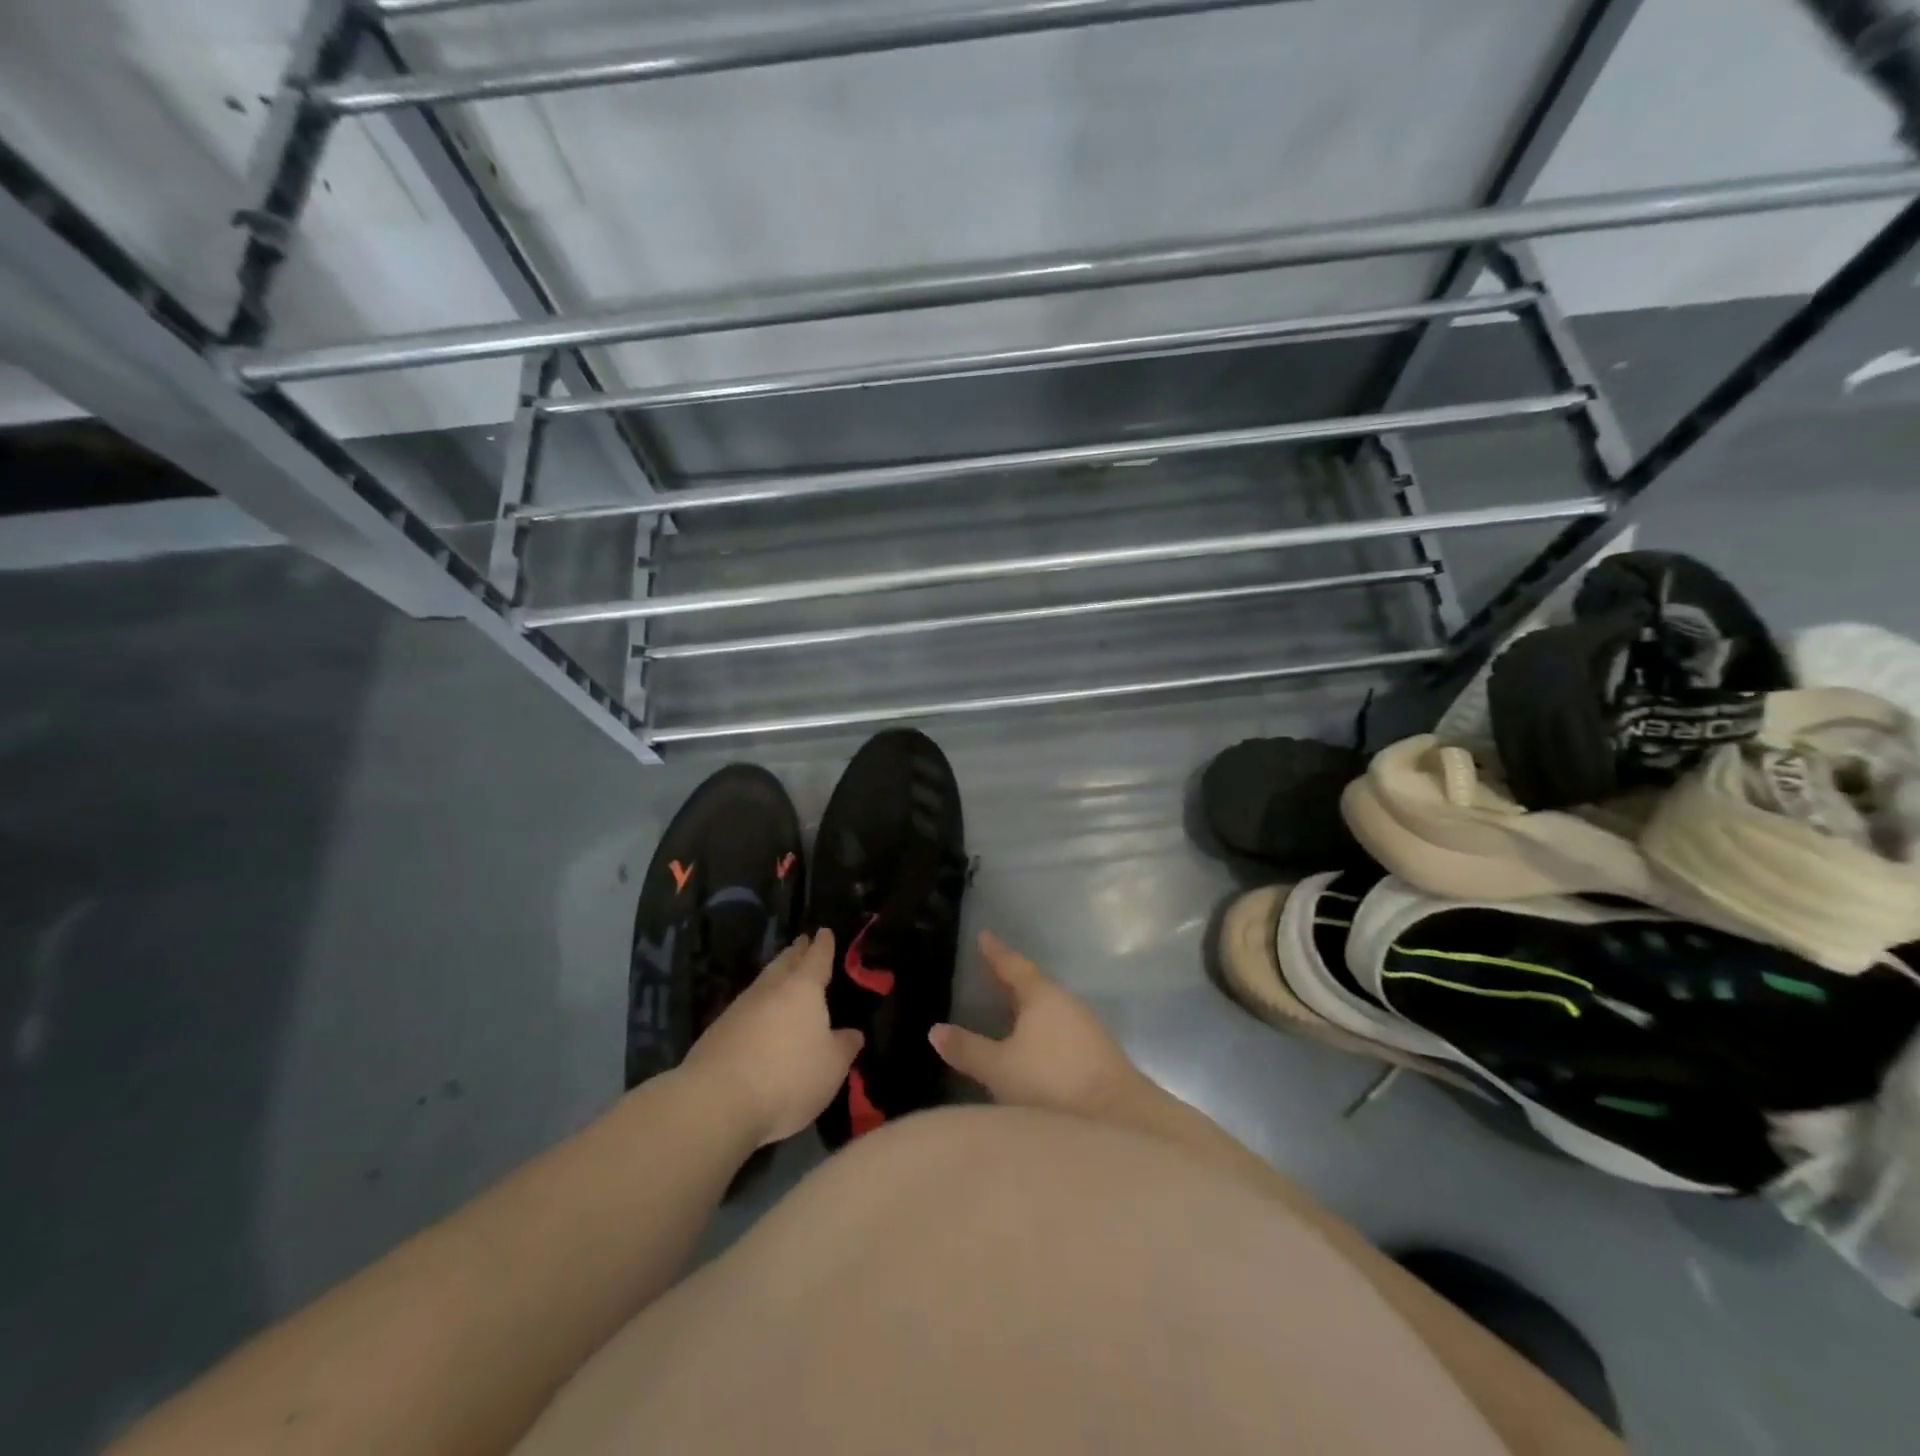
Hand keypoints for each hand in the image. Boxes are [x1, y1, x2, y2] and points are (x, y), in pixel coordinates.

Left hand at [681, 930, 862, 1146]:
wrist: (717, 1100)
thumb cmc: (788, 1076)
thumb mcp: (831, 1067)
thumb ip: (845, 1046)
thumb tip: (853, 1033)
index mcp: (803, 988)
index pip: (816, 958)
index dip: (823, 945)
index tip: (824, 931)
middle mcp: (771, 989)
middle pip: (785, 962)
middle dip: (796, 952)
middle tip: (802, 942)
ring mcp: (740, 1008)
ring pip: (763, 982)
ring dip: (774, 975)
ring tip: (782, 974)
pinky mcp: (717, 1031)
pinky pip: (745, 1007)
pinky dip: (758, 1004)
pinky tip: (758, 1015)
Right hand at [928, 931, 1145, 1119]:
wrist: (1119, 1118)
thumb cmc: (1052, 1083)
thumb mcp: (1000, 1068)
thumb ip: (967, 1049)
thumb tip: (934, 1030)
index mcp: (1042, 996)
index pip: (1013, 966)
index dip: (995, 952)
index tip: (983, 935)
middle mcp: (1065, 1003)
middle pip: (1033, 985)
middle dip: (1010, 980)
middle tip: (988, 971)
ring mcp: (1085, 1028)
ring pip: (1048, 1009)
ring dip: (1027, 1007)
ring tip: (1006, 1009)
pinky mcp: (1095, 1055)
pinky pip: (1059, 1029)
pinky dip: (1040, 1029)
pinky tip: (1032, 1045)